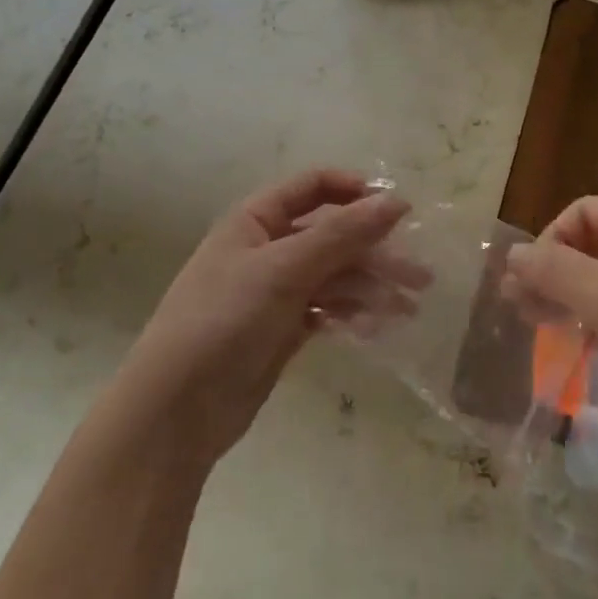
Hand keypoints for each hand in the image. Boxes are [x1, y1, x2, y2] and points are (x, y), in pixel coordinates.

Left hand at [96, 170, 417, 475]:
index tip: (397, 210)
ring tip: (408, 309)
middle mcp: (267, 249)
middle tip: (420, 277)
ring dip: (371, 288)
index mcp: (256, 220)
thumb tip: (396, 201)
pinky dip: (351, 313)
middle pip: (332, 236)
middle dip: (375, 252)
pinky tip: (376, 328)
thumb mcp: (283, 269)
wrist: (176, 411)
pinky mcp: (282, 329)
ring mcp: (275, 291)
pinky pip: (327, 309)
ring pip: (334, 276)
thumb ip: (342, 234)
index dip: (355, 191)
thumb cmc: (224, 321)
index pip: (313, 187)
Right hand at [502, 198, 597, 459]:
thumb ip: (556, 271)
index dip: (550, 238)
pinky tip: (580, 349)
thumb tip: (513, 252)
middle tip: (517, 308)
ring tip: (538, 328)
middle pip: (594, 246)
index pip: (585, 212)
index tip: (528, 282)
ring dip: (570, 300)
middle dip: (553, 271)